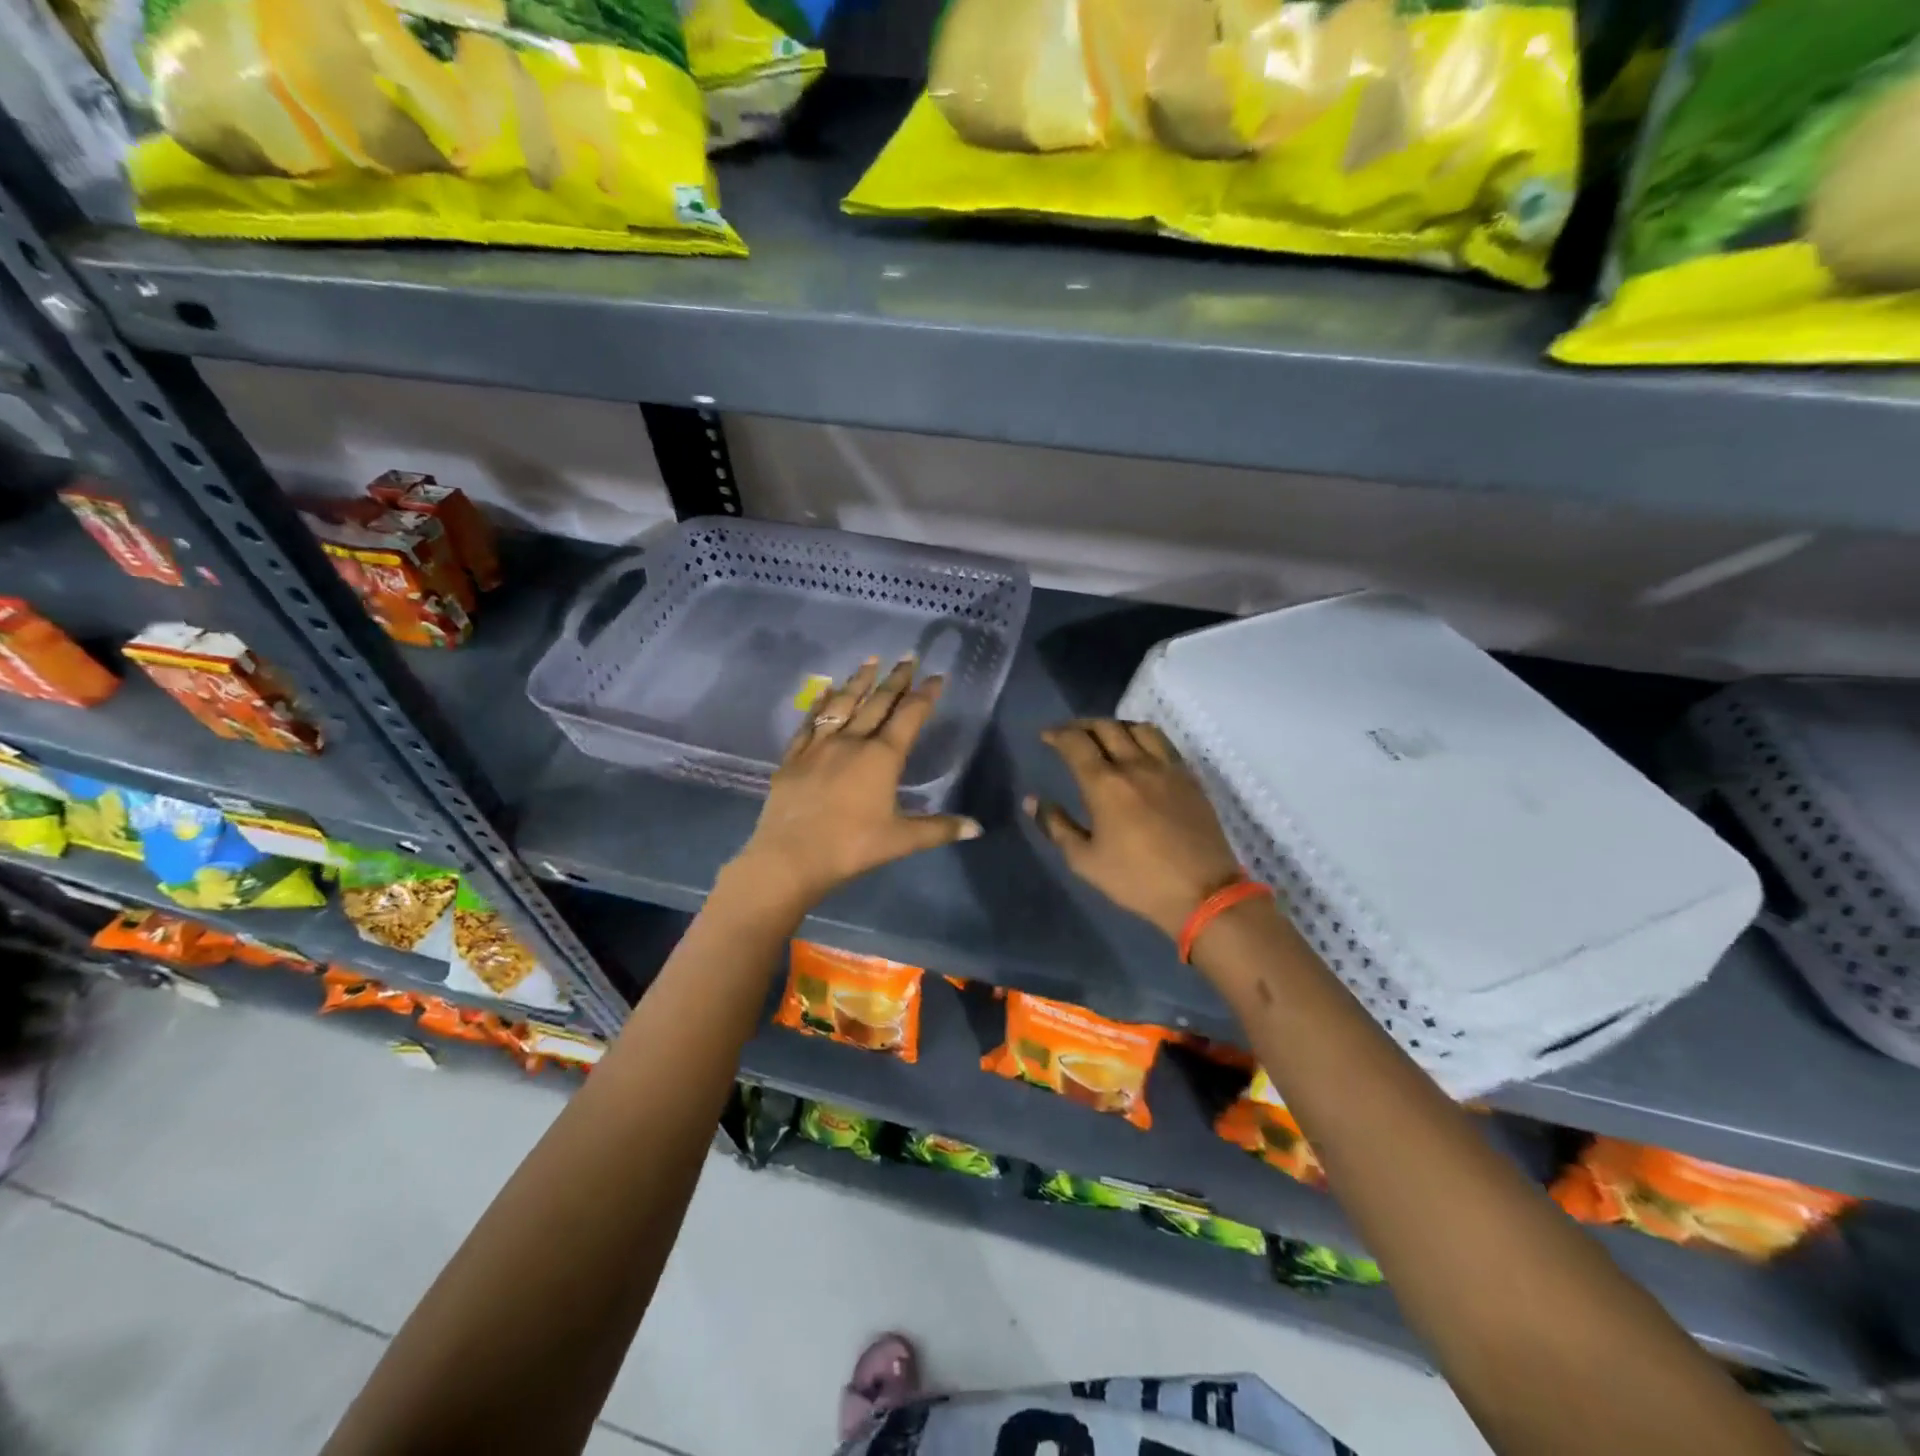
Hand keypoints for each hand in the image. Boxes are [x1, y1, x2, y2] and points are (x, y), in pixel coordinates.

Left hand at [725, 657, 981, 914]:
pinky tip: (825, 690)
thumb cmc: (852, 847)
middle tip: (908, 656)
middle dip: (896, 679)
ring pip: (843, 704)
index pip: (909, 716)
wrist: (791, 856)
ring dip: (859, 681)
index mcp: (882, 757)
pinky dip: (820, 702)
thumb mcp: (902, 840)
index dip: (925, 695)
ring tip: (871, 660)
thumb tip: (977, 828)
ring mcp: (819, 746)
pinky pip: (810, 721)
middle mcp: (852, 741)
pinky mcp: (794, 756)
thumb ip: (940, 829)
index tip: (936, 677)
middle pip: (878, 702)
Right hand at [1031, 719, 1242, 940]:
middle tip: (1069, 734)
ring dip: (1114, 725)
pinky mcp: (1189, 777)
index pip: (1076, 743)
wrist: (1202, 893)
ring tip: (1104, 736)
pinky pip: (1163, 742)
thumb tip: (1033, 801)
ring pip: (1137, 728)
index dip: (1057, 734)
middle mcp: (1135, 765)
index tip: (1046, 736)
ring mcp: (1166, 768)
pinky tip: (1139, 751)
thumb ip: (1057, 826)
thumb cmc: (1137, 880)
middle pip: (1106, 727)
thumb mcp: (1086, 861)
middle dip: (1081, 725)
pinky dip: (1143, 737)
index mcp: (1105, 785)